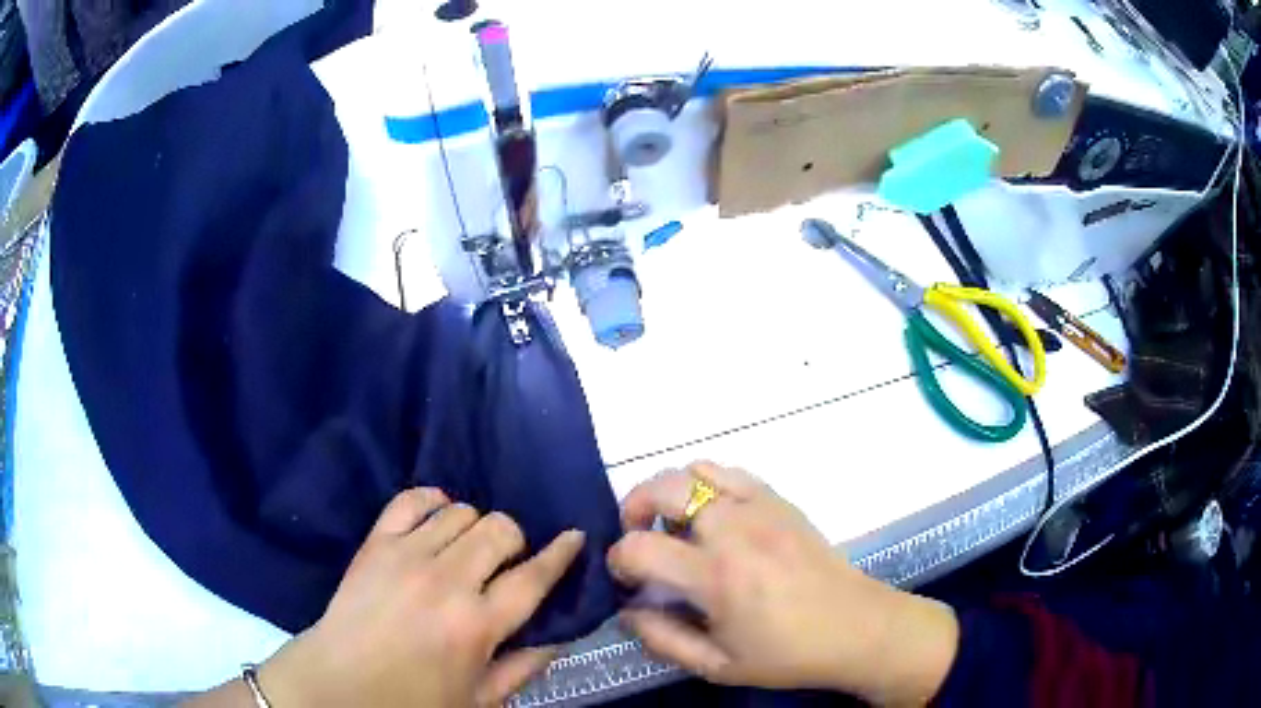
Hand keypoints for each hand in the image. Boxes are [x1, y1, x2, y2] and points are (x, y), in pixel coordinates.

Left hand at [258, 488, 583, 706]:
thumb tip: (558, 635)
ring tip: (468, 549)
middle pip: (501, 530)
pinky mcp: (376, 542)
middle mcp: (447, 581)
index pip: (534, 577)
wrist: (340, 683)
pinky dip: (432, 499)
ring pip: (462, 511)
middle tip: (505, 564)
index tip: (574, 536)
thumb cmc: (414, 700)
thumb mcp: (480, 699)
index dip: (561, 554)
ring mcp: (407, 555)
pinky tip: (438, 515)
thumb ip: (524, 667)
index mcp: (477, 625)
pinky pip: (411, 498)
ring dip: (475, 526)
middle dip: (515, 541)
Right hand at [607, 464, 958, 705]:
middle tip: (637, 536)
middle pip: (661, 488)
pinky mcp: (781, 500)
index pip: (640, 547)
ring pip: (695, 470)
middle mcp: (733, 530)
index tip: (625, 577)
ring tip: (675, 524)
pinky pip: (731, 472)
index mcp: (715, 577)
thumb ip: (663, 640)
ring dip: (670, 491)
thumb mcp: (718, 666)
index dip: (619, 559)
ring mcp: (760, 508)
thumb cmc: (786, 654)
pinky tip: (713, 516)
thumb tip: (627, 611)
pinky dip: (707, 484)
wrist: (856, 627)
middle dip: (633, 507)